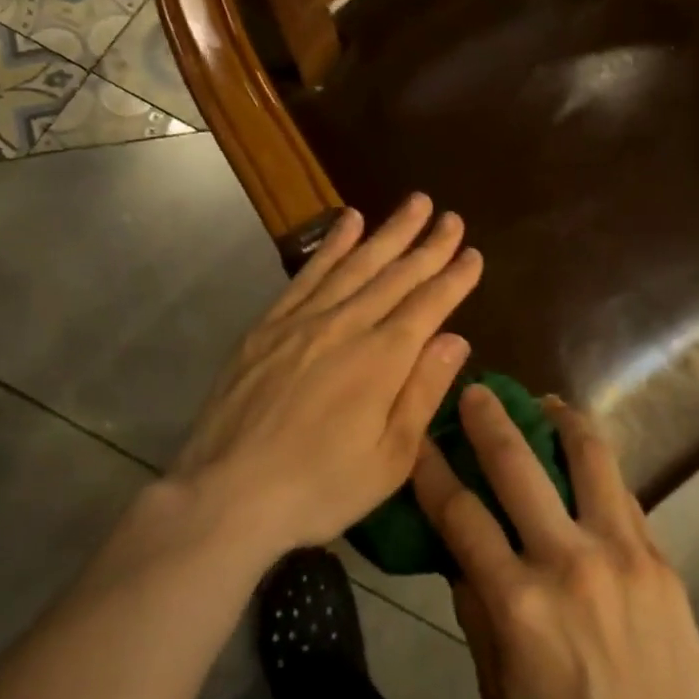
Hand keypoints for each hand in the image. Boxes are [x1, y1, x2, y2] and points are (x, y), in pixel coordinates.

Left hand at [175, 195, 480, 559]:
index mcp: (382, 360)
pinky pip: (308, 274)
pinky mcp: (268, 326)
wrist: (225, 495)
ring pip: (355, 264)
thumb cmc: (318, 488)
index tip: (473, 253)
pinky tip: (348, 221)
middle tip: (452, 216)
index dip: (454, 278)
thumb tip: (456, 338)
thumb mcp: (389, 458)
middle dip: (429, 245)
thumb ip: (423, 391)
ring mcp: (303, 321)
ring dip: (388, 232)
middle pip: (396, 275)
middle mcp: (346, 326)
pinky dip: (332, 245)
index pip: (429, 305)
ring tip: (414, 203)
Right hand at [413, 388, 698, 698]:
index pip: (460, 515)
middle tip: (478, 389)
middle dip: (491, 419)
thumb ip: (477, 615)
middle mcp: (567, 561)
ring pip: (588, 458)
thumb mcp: (499, 694)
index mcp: (517, 604)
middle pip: (519, 466)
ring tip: (547, 401)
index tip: (419, 436)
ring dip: (562, 420)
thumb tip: (462, 557)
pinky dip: (598, 465)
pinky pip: (622, 493)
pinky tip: (587, 457)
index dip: (432, 470)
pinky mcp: (659, 557)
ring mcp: (621, 552)